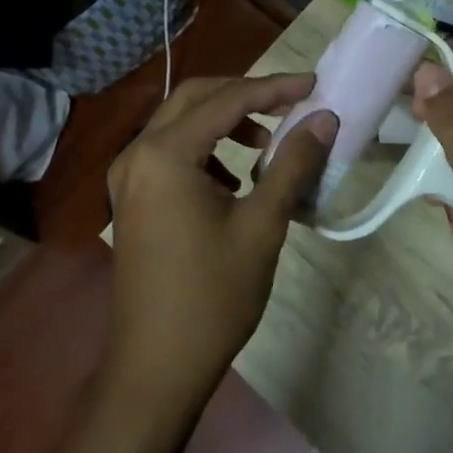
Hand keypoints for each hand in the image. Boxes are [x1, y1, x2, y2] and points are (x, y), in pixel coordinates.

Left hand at [104, 75, 335, 410]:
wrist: (157, 367)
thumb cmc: (213, 296)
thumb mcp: (262, 226)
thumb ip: (293, 164)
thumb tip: (324, 119)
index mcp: (165, 155)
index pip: (227, 100)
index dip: (274, 88)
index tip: (314, 85)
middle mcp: (137, 154)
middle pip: (196, 98)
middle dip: (246, 94)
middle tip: (292, 103)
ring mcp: (128, 178)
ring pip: (180, 123)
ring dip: (225, 121)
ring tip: (268, 144)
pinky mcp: (131, 199)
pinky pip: (170, 152)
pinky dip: (206, 148)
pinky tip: (235, 179)